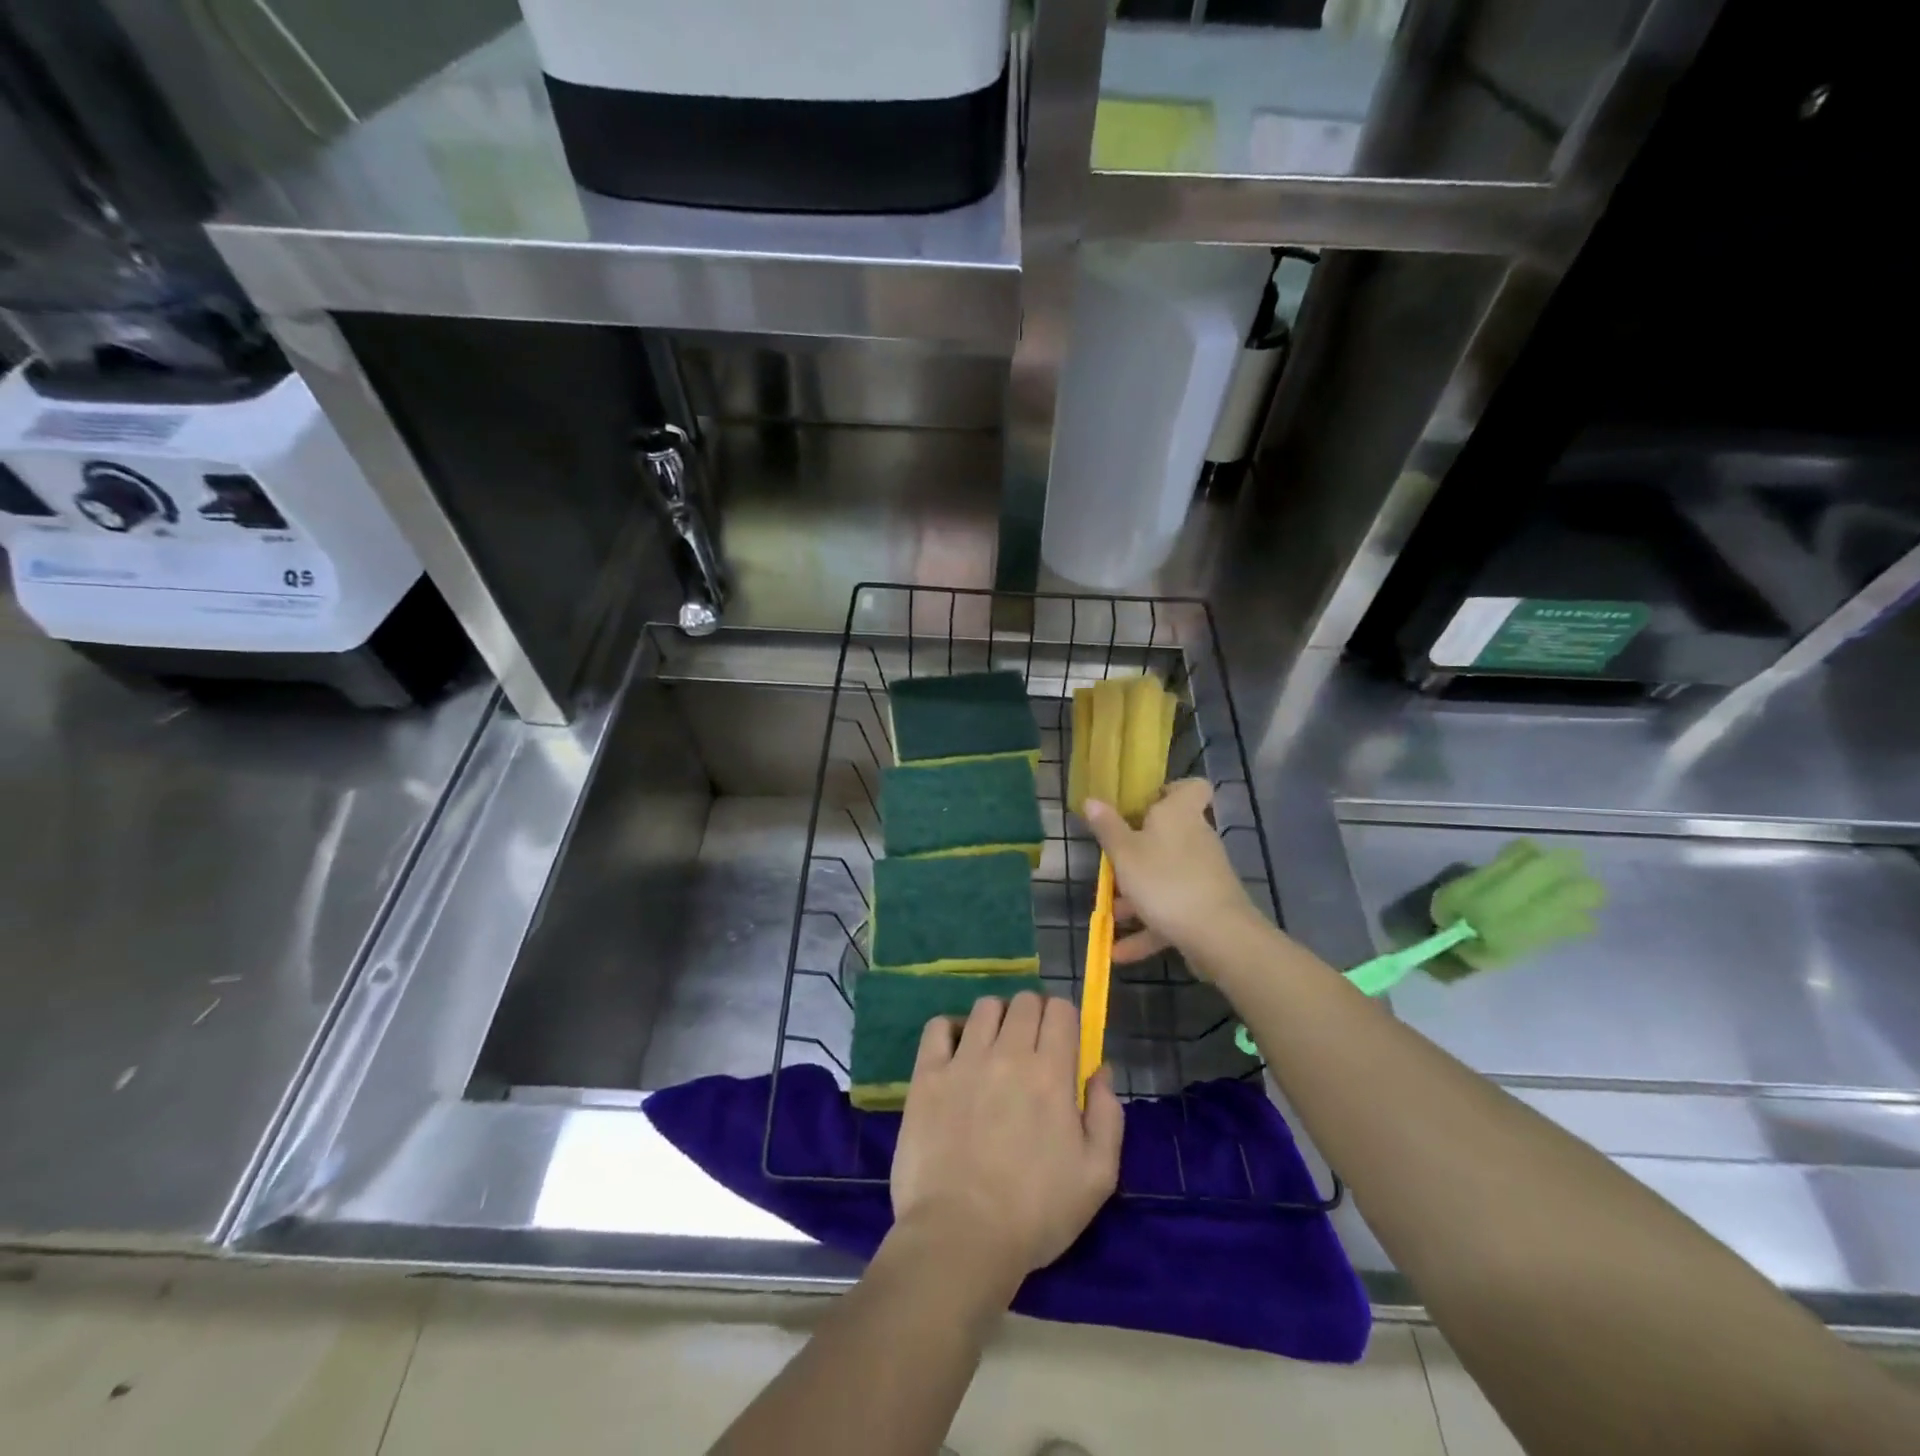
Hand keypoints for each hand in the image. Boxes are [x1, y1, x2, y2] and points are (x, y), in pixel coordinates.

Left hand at [891, 993, 1122, 1284]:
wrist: (960, 1237)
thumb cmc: (1035, 1213)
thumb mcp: (1097, 1176)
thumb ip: (1108, 1114)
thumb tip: (1101, 1069)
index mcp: (1051, 1072)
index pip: (1061, 1010)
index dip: (1065, 1019)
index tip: (1063, 1042)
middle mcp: (1008, 1053)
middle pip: (1024, 1001)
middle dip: (1034, 1015)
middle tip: (1032, 1048)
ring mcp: (963, 1060)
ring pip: (985, 1007)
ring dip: (997, 1019)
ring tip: (995, 1049)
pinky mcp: (927, 1075)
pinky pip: (938, 1027)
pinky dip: (950, 1030)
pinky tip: (956, 1053)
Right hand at [1083, 779, 1263, 968]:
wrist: (1219, 936)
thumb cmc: (1165, 881)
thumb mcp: (1125, 853)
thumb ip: (1107, 828)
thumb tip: (1092, 799)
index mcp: (1179, 815)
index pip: (1191, 787)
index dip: (1170, 790)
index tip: (1143, 804)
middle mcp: (1196, 839)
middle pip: (1169, 835)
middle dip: (1138, 851)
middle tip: (1111, 862)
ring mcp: (1204, 875)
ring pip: (1165, 877)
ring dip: (1137, 895)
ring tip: (1109, 914)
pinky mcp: (1206, 907)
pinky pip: (1171, 911)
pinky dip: (1148, 928)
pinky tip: (1120, 952)